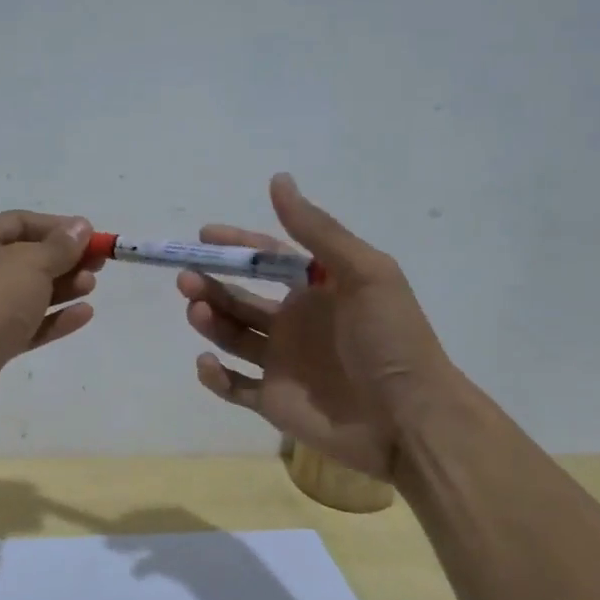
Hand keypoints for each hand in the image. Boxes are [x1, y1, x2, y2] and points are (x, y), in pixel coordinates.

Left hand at [0, 210, 97, 417]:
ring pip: (26, 293)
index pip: (20, 222)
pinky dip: (52, 319)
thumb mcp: (31, 262)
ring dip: (61, 288)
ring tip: (91, 287)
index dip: (58, 228)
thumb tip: (80, 227)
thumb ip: (60, 246)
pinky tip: (83, 314)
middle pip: (25, 258)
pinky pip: (26, 324)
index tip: (92, 237)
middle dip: (63, 260)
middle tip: (98, 264)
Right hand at [180, 175, 454, 480]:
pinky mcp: (274, 402)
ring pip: (232, 336)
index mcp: (318, 290)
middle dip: (212, 283)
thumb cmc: (390, 339)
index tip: (204, 236)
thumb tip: (278, 180)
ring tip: (196, 309)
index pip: (269, 260)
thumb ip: (317, 230)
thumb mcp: (363, 273)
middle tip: (188, 277)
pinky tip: (207, 362)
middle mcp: (296, 323)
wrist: (411, 420)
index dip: (238, 246)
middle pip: (241, 296)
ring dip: (209, 320)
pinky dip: (214, 376)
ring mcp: (283, 363)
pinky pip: (234, 387)